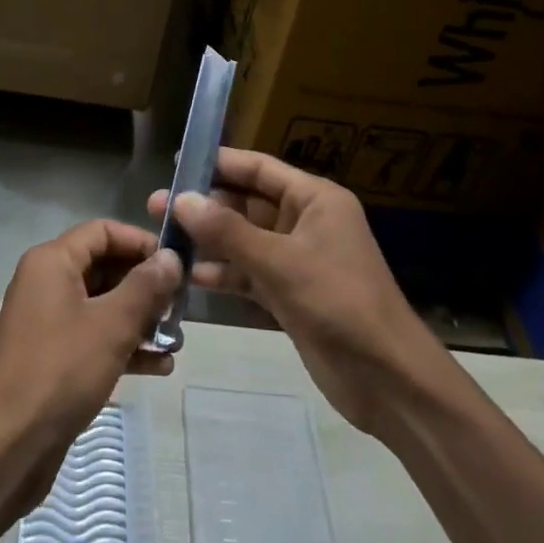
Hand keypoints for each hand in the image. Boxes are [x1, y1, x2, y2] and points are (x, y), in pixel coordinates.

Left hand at [0, 220, 179, 506]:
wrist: (6, 447)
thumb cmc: (60, 371)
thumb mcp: (111, 325)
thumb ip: (146, 287)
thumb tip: (171, 257)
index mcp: (52, 262)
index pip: (103, 231)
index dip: (142, 242)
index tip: (177, 264)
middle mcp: (47, 283)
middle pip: (105, 267)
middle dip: (145, 286)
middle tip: (182, 307)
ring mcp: (48, 322)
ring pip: (103, 306)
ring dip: (140, 319)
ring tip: (176, 340)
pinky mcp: (53, 357)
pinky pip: (95, 338)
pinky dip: (124, 346)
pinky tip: (160, 367)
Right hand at [150, 148, 456, 438]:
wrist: (387, 379)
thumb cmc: (338, 302)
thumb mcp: (279, 261)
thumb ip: (227, 231)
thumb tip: (181, 199)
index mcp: (315, 199)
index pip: (259, 168)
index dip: (219, 163)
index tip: (177, 163)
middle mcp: (305, 222)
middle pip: (247, 203)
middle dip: (206, 205)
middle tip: (157, 206)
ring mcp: (297, 259)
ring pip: (244, 239)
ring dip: (209, 240)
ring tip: (163, 239)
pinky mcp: (290, 294)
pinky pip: (249, 273)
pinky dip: (223, 273)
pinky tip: (190, 276)